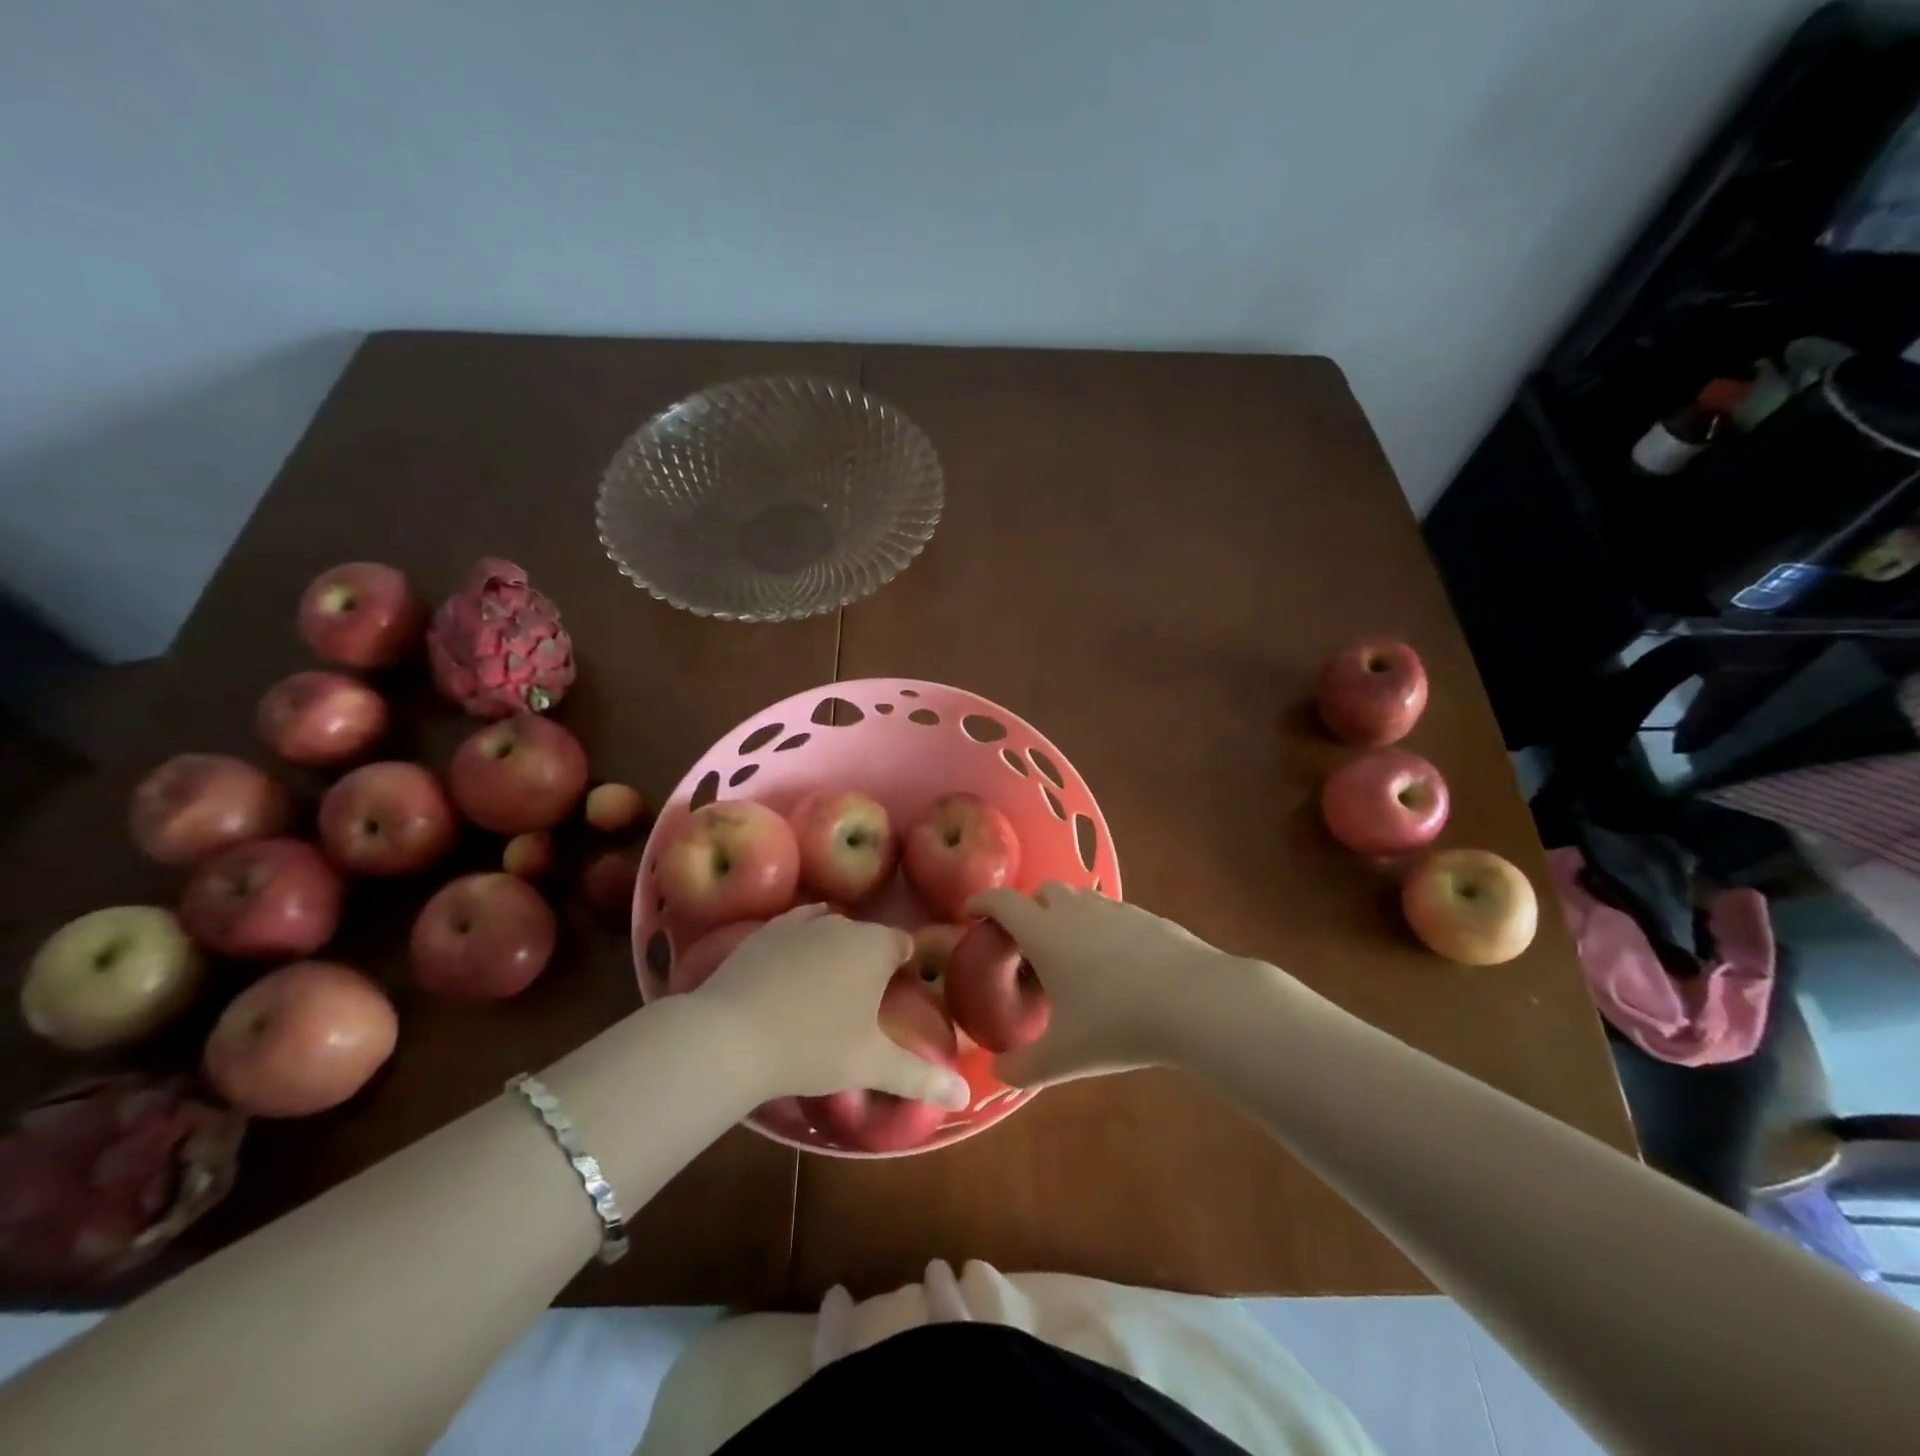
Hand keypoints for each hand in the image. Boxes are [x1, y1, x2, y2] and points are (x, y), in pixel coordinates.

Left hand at [691, 904, 971, 1109]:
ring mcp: (800, 922)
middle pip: (867, 936)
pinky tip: (790, 975)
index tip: (896, 997)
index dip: (905, 968)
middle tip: (861, 1005)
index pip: (904, 945)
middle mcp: (842, 923)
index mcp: (875, 946)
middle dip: (869, 962)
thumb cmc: (813, 1047)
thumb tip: (966, 1096)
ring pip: (830, 930)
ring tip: (825, 992)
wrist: (730, 1036)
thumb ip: (922, 1077)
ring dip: (835, 952)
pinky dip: (800, 947)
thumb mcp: (871, 1065)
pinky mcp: (764, 931)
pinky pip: (795, 931)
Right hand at [969, 883, 1235, 1086]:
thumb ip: (1023, 1067)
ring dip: (1066, 914)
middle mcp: (1076, 911)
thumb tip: (996, 1073)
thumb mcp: (1064, 1057)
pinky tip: (1114, 962)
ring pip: (1080, 899)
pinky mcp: (1148, 917)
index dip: (982, 903)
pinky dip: (1101, 926)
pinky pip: (1112, 913)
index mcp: (1045, 933)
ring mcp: (1116, 910)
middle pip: (1043, 891)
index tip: (970, 911)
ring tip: (1070, 952)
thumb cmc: (1117, 1024)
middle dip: (1028, 907)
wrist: (1196, 1001)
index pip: (1003, 902)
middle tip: (1025, 941)